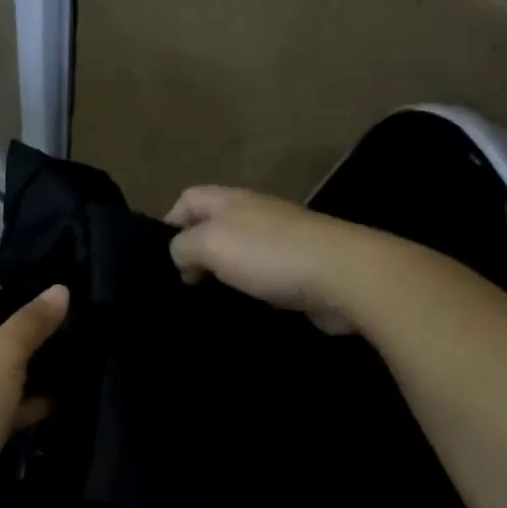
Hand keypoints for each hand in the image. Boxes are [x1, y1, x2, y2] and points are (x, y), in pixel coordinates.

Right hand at [166, 186, 381, 333]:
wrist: (343, 275)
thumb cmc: (269, 253)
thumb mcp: (210, 243)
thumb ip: (183, 247)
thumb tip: (182, 258)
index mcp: (231, 200)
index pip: (189, 198)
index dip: (169, 223)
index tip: (162, 259)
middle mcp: (255, 214)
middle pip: (212, 227)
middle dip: (194, 253)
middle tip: (183, 285)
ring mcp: (280, 241)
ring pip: (237, 254)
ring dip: (221, 275)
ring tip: (206, 302)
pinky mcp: (299, 269)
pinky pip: (262, 277)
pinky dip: (249, 290)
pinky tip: (243, 308)